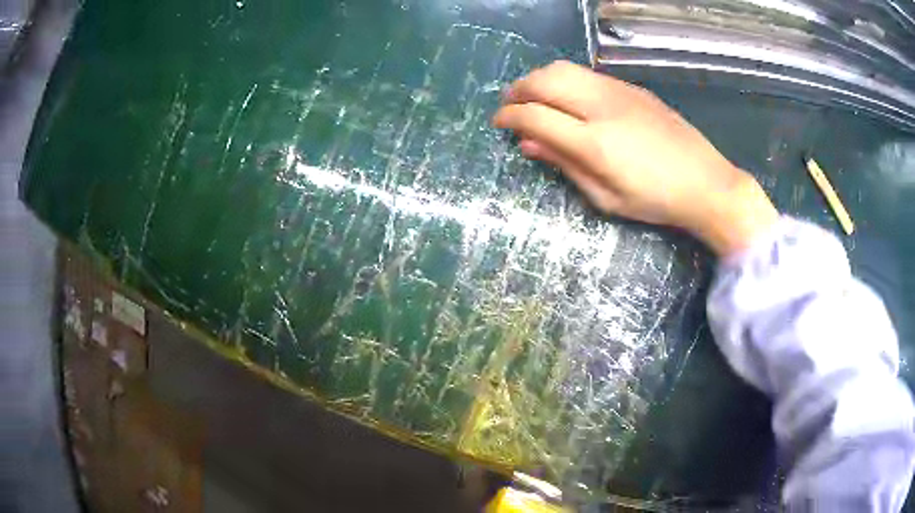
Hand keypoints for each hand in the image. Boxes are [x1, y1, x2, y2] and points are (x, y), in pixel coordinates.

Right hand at [493, 61, 778, 256]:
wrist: (706, 182)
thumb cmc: (656, 200)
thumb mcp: (606, 197)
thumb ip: (565, 166)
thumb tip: (528, 145)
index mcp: (594, 142)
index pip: (535, 116)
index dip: (510, 117)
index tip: (499, 122)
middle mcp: (602, 107)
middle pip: (544, 81)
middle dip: (518, 90)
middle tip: (510, 105)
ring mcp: (618, 91)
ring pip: (564, 69)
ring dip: (539, 79)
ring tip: (534, 96)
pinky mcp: (632, 87)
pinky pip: (586, 73)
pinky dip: (565, 79)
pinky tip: (567, 96)